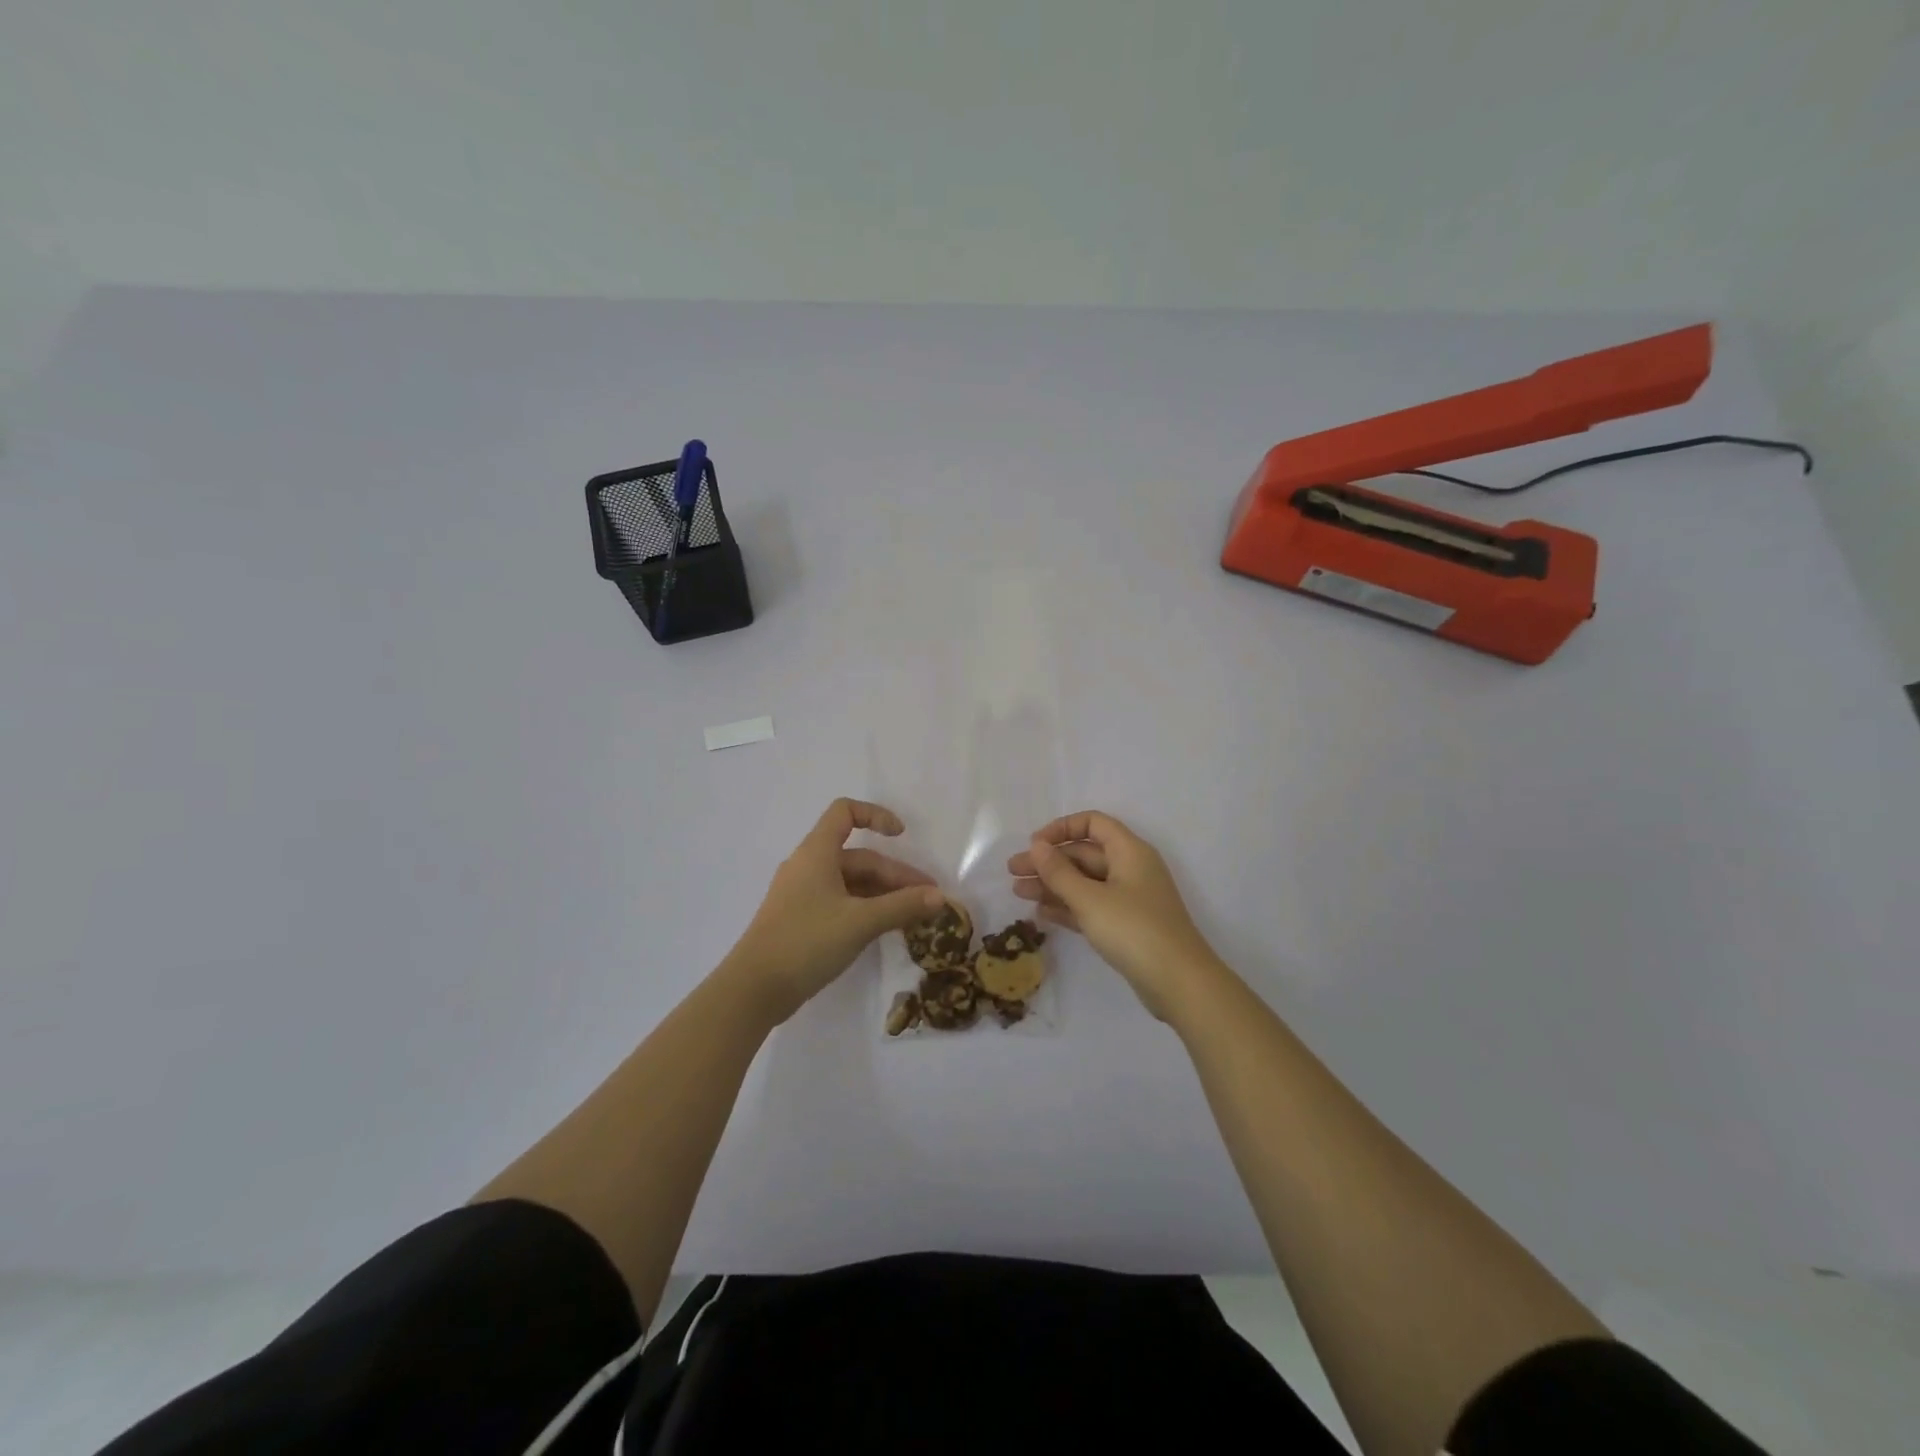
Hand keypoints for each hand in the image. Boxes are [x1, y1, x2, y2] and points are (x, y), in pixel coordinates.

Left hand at [725, 798, 945, 1024]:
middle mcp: (808, 866)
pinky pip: (840, 902)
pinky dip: (866, 909)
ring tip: (914, 916)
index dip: (876, 815)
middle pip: (858, 857)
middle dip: (895, 875)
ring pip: (851, 883)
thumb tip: (940, 896)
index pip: (845, 812)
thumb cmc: (806, 942)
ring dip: (883, 894)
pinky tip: (886, 928)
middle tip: (928, 899)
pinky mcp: (800, 919)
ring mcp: (802, 894)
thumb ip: (902, 906)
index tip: (902, 836)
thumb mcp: (861, 922)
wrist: (754, 989)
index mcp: (816, 853)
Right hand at [1007, 811, 1223, 1020]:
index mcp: (1129, 851)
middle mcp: (1130, 868)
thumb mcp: (1090, 899)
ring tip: (1018, 892)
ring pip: (1085, 882)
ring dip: (1053, 884)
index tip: (1034, 845)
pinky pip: (1091, 906)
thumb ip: (1059, 872)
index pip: (1092, 824)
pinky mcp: (1126, 926)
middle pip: (1084, 854)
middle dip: (1049, 861)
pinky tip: (1041, 912)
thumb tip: (1037, 846)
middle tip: (1012, 871)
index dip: (1061, 828)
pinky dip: (1068, 906)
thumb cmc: (1133, 930)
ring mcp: (1129, 899)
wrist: (1179, 983)